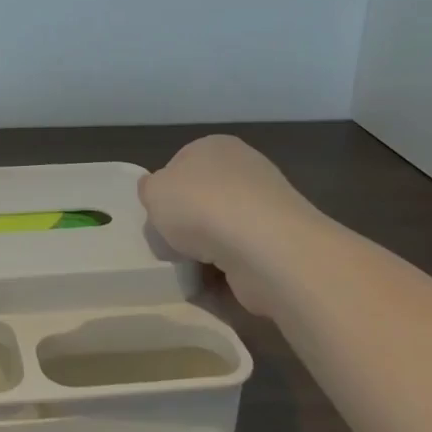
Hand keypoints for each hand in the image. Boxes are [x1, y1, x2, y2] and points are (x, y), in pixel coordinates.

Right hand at [139, 136, 323, 314]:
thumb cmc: (199, 207)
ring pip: (221, 233)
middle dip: (186, 226)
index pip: (180, 166)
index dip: (164, 193)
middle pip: (202, 201)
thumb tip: (161, 195)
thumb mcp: (153, 191)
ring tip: (189, 271)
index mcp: (215, 147)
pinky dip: (225, 275)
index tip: (157, 217)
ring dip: (204, 254)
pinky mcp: (280, 246)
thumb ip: (150, 190)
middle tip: (170, 246)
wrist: (264, 248)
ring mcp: (268, 209)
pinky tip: (213, 285)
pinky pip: (241, 261)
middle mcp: (246, 171)